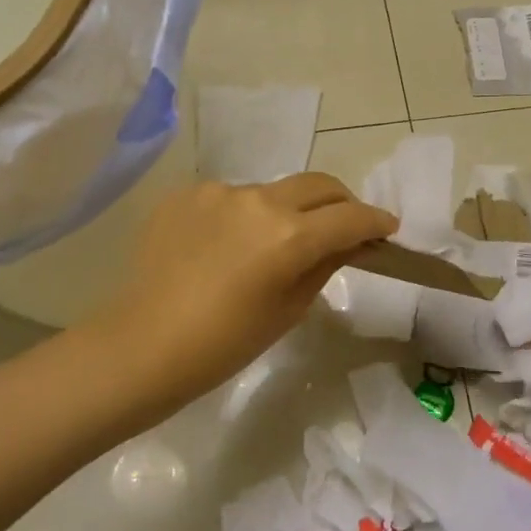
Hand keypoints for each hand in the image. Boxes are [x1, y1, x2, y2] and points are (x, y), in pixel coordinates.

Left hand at [95, 174, 397, 415]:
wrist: (142, 346)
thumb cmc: (224, 344)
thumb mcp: (288, 310)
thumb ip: (324, 265)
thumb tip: (347, 242)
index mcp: (289, 235)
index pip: (350, 217)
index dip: (376, 221)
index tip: (388, 228)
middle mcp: (258, 200)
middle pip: (318, 184)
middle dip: (341, 202)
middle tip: (346, 224)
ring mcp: (219, 192)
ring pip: (272, 191)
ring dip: (286, 211)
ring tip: (272, 244)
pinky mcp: (187, 194)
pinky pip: (230, 198)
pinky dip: (242, 216)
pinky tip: (225, 247)